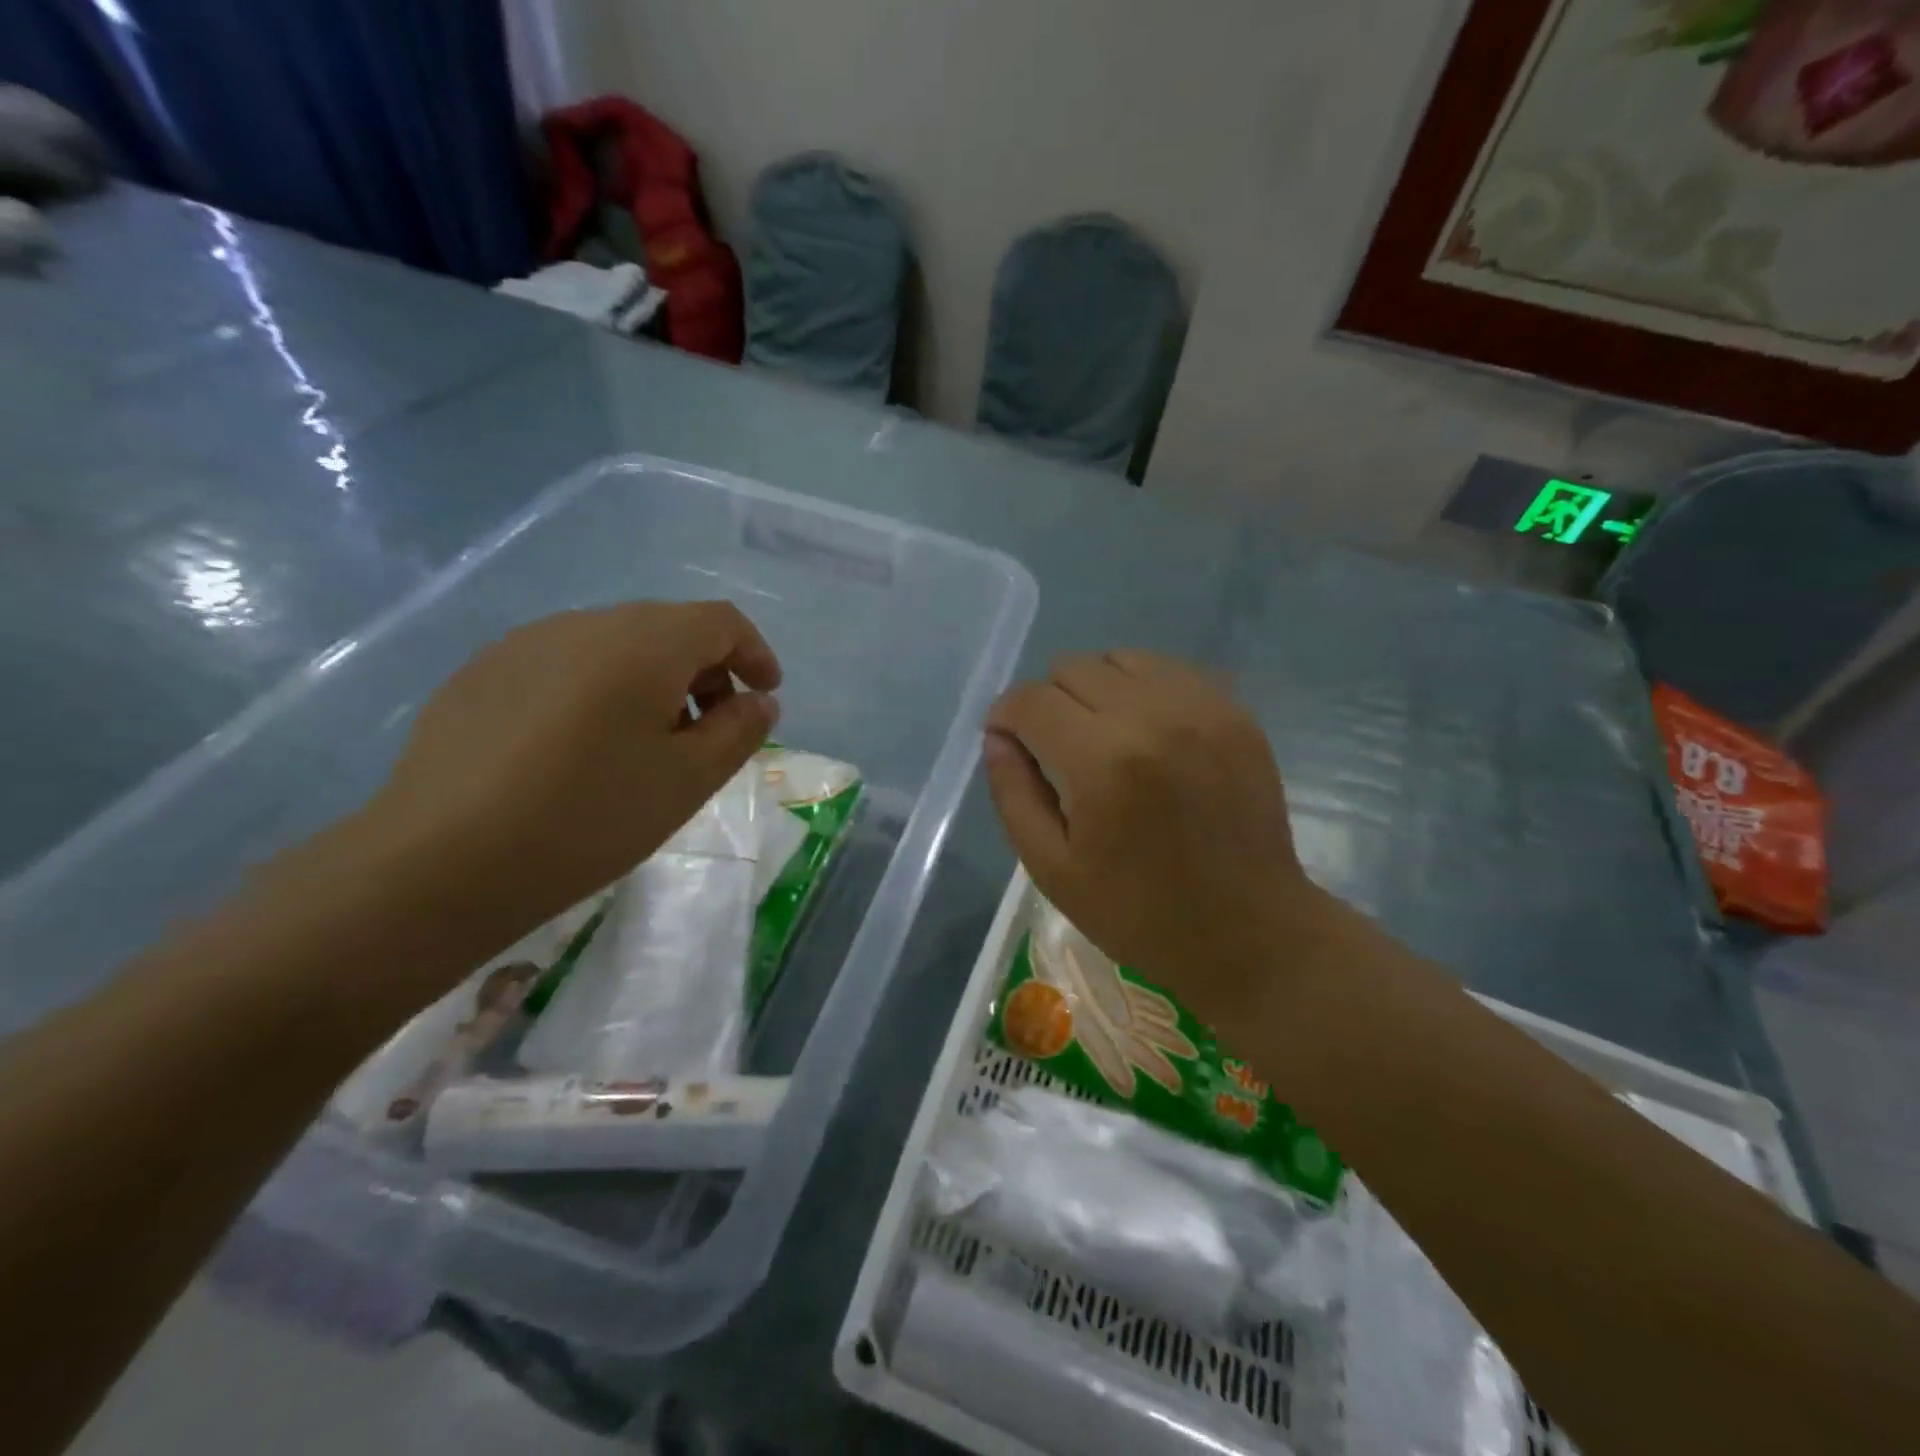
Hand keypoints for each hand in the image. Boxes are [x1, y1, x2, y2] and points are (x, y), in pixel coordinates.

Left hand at [355, 600, 780, 961]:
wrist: (439, 862)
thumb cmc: (588, 818)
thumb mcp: (687, 781)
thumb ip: (737, 731)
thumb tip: (759, 701)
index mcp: (642, 643)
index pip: (720, 620)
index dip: (754, 653)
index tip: (765, 696)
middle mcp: (584, 624)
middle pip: (667, 628)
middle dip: (705, 671)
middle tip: (711, 731)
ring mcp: (525, 644)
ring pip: (614, 645)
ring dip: (652, 681)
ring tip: (648, 745)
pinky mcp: (483, 673)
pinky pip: (565, 664)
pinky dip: (600, 690)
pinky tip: (582, 749)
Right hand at [983, 651, 1323, 1025]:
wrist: (1249, 930)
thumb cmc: (1138, 912)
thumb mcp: (1052, 868)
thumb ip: (1013, 792)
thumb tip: (997, 736)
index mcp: (1101, 762)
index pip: (1031, 700)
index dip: (1006, 716)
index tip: (1008, 742)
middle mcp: (1152, 716)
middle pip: (1072, 667)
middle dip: (1048, 702)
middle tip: (1056, 749)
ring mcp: (1201, 708)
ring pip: (1120, 659)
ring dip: (1096, 689)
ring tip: (1102, 737)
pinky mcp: (1234, 712)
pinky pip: (1168, 671)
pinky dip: (1142, 690)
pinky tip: (1146, 733)